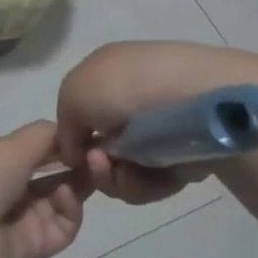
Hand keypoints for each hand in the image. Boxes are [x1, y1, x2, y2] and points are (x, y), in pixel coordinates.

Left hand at [0, 121, 85, 257]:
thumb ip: (45, 136)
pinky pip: (63, 225)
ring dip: (78, 182)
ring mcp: (23, 219)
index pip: (36, 149)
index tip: (86, 133)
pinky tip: (66, 195)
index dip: (62, 142)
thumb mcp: (10, 146)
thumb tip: (68, 132)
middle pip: (53, 174)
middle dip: (76, 162)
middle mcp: (10, 188)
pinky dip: (70, 209)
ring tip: (90, 169)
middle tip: (98, 154)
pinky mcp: (36, 246)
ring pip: (63, 198)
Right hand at [56, 41, 257, 205]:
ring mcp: (159, 129)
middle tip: (98, 163)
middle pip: (100, 148)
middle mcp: (132, 99)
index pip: (80, 111)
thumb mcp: (74, 92)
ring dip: (113, 178)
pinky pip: (151, 182)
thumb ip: (64, 123)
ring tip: (121, 170)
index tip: (71, 153)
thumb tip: (79, 151)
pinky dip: (144, 184)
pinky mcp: (182, 156)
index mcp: (107, 73)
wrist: (194, 99)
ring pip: (122, 170)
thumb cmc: (126, 87)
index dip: (71, 136)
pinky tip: (148, 175)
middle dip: (94, 164)